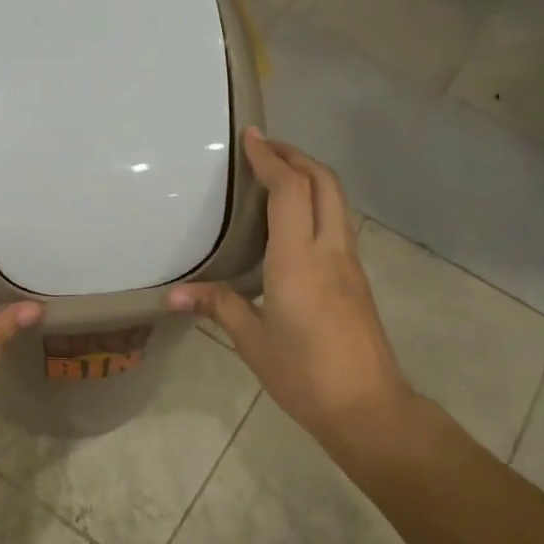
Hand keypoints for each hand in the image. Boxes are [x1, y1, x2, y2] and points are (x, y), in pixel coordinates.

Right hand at [169, 130, 415, 456]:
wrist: (368, 407)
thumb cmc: (304, 375)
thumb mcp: (253, 342)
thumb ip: (219, 307)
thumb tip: (175, 296)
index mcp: (298, 261)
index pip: (289, 191)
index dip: (270, 158)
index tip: (251, 136)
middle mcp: (329, 251)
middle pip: (323, 182)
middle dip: (296, 156)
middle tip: (265, 147)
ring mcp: (350, 263)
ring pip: (337, 200)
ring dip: (311, 176)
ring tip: (279, 174)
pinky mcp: (358, 278)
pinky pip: (338, 223)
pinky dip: (318, 202)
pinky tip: (296, 220)